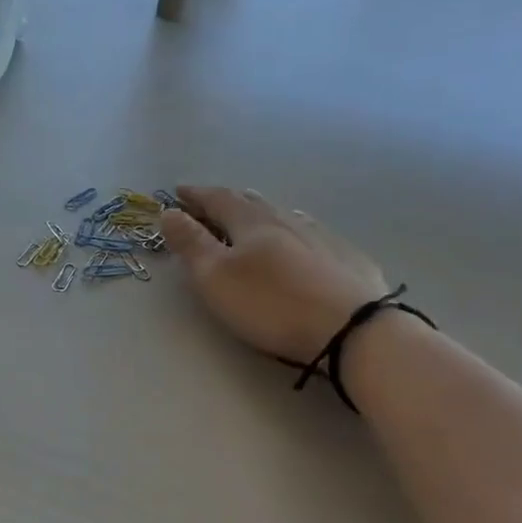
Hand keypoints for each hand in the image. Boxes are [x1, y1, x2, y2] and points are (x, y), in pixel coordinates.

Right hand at [160, 185, 388, 363]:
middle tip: (210, 204)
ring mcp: (321, 237)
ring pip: (284, 215)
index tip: (177, 192)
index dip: (195, 195)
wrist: (352, 329)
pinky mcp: (347, 259)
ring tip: (250, 217)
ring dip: (261, 213)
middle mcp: (287, 220)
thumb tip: (169, 212)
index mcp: (251, 222)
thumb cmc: (271, 304)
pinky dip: (292, 231)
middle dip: (226, 201)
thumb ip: (191, 244)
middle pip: (251, 203)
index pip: (217, 199)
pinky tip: (298, 240)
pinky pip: (310, 234)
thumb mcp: (216, 277)